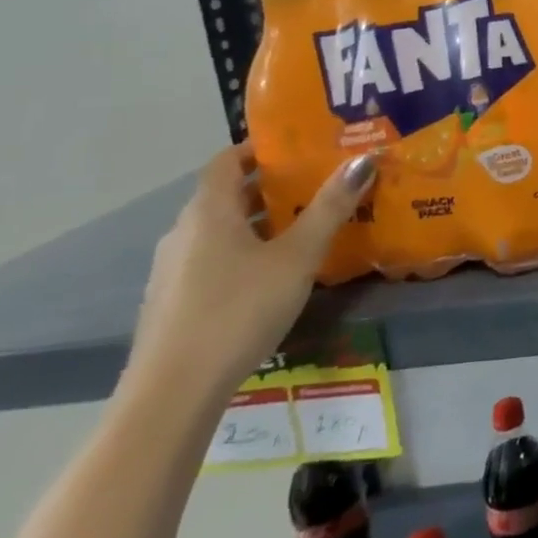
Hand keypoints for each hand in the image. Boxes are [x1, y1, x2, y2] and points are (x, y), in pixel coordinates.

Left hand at [128, 145, 375, 404]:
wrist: (173, 392)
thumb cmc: (239, 309)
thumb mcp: (298, 256)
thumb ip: (330, 207)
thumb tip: (363, 159)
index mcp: (209, 212)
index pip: (227, 160)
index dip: (261, 147)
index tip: (301, 145)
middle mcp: (184, 232)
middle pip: (228, 193)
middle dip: (272, 184)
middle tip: (320, 181)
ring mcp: (174, 269)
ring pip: (222, 229)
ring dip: (261, 220)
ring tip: (308, 224)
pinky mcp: (175, 300)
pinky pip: (215, 257)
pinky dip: (246, 250)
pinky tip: (276, 271)